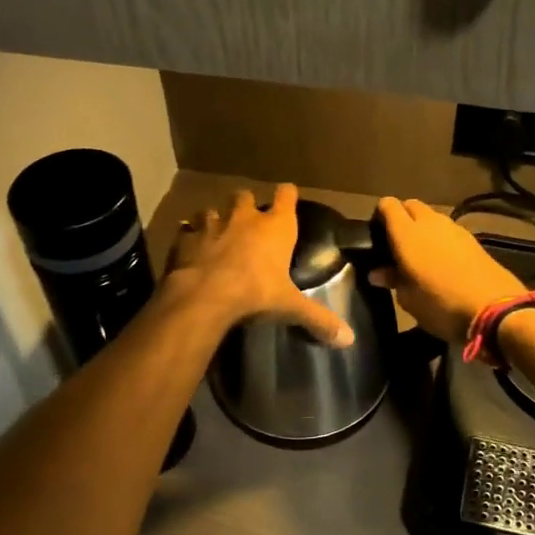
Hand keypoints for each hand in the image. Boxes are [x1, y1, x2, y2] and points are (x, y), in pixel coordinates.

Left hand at [168, 184, 354, 346]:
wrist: (204, 296)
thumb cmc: (255, 293)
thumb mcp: (290, 307)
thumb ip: (318, 319)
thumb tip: (349, 339)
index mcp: (275, 227)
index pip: (286, 195)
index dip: (287, 195)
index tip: (288, 196)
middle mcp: (244, 218)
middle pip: (245, 196)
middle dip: (246, 205)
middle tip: (247, 221)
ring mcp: (211, 225)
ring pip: (212, 210)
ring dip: (215, 219)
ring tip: (216, 234)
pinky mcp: (185, 239)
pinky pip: (186, 230)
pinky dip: (188, 237)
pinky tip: (189, 249)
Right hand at [370, 197, 525, 345]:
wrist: (495, 310)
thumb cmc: (441, 306)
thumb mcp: (409, 300)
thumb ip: (393, 279)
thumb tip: (377, 272)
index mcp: (407, 234)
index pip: (388, 205)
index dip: (380, 214)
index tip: (376, 233)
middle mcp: (430, 223)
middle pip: (411, 205)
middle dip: (402, 217)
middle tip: (396, 243)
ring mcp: (455, 229)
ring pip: (432, 216)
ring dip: (423, 227)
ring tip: (420, 253)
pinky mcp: (473, 239)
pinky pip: (449, 230)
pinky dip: (441, 238)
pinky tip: (443, 260)